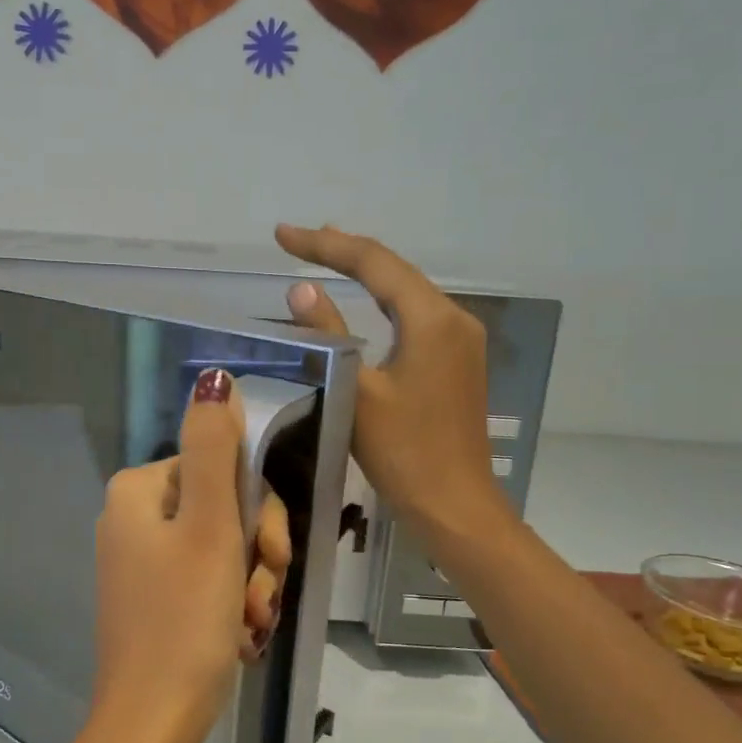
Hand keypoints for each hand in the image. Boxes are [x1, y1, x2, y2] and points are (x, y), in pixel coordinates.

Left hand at [90, 369, 293, 742]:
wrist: (153, 724)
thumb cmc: (185, 619)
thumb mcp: (210, 526)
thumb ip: (214, 447)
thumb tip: (214, 378)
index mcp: (138, 492)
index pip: (222, 468)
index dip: (259, 508)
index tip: (270, 552)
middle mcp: (134, 519)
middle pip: (225, 509)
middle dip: (257, 553)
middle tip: (262, 594)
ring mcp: (143, 563)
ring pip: (225, 549)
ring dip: (251, 584)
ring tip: (251, 624)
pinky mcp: (156, 600)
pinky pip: (209, 583)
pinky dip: (232, 607)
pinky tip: (240, 638)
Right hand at [274, 224, 500, 544]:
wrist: (456, 507)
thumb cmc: (405, 453)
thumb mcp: (358, 393)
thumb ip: (330, 336)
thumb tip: (300, 291)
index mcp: (432, 319)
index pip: (374, 263)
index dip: (325, 245)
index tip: (281, 236)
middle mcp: (453, 319)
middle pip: (395, 271)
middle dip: (347, 252)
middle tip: (301, 240)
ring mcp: (460, 342)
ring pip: (406, 293)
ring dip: (367, 275)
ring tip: (328, 257)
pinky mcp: (456, 363)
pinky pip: (414, 318)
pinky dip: (384, 303)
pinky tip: (366, 304)